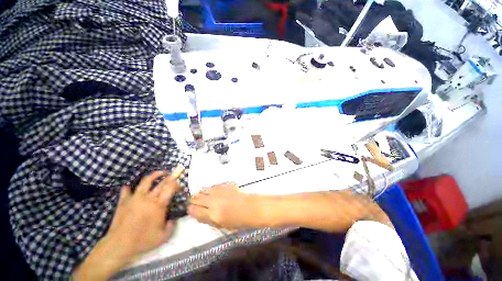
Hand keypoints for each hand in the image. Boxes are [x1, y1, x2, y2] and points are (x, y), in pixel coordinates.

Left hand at [106, 166, 183, 258]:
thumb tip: (173, 219)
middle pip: (162, 182)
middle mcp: (148, 198)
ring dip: (155, 175)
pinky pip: (126, 191)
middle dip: (172, 175)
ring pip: (146, 181)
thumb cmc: (143, 241)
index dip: (177, 184)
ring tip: (161, 172)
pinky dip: (128, 188)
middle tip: (177, 170)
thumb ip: (172, 225)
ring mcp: (134, 198)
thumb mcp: (164, 237)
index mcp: (159, 205)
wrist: (119, 246)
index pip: (171, 188)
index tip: (180, 187)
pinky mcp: (123, 202)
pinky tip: (128, 187)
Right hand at [188, 182, 259, 228]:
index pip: (194, 210)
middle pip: (196, 198)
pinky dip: (211, 189)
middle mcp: (214, 201)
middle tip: (195, 202)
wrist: (251, 207)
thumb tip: (197, 214)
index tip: (190, 209)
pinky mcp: (225, 185)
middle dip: (193, 200)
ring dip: (201, 193)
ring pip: (203, 190)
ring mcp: (219, 191)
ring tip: (203, 196)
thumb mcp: (221, 226)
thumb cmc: (238, 220)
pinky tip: (214, 192)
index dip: (190, 209)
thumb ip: (207, 219)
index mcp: (212, 215)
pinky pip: (213, 186)